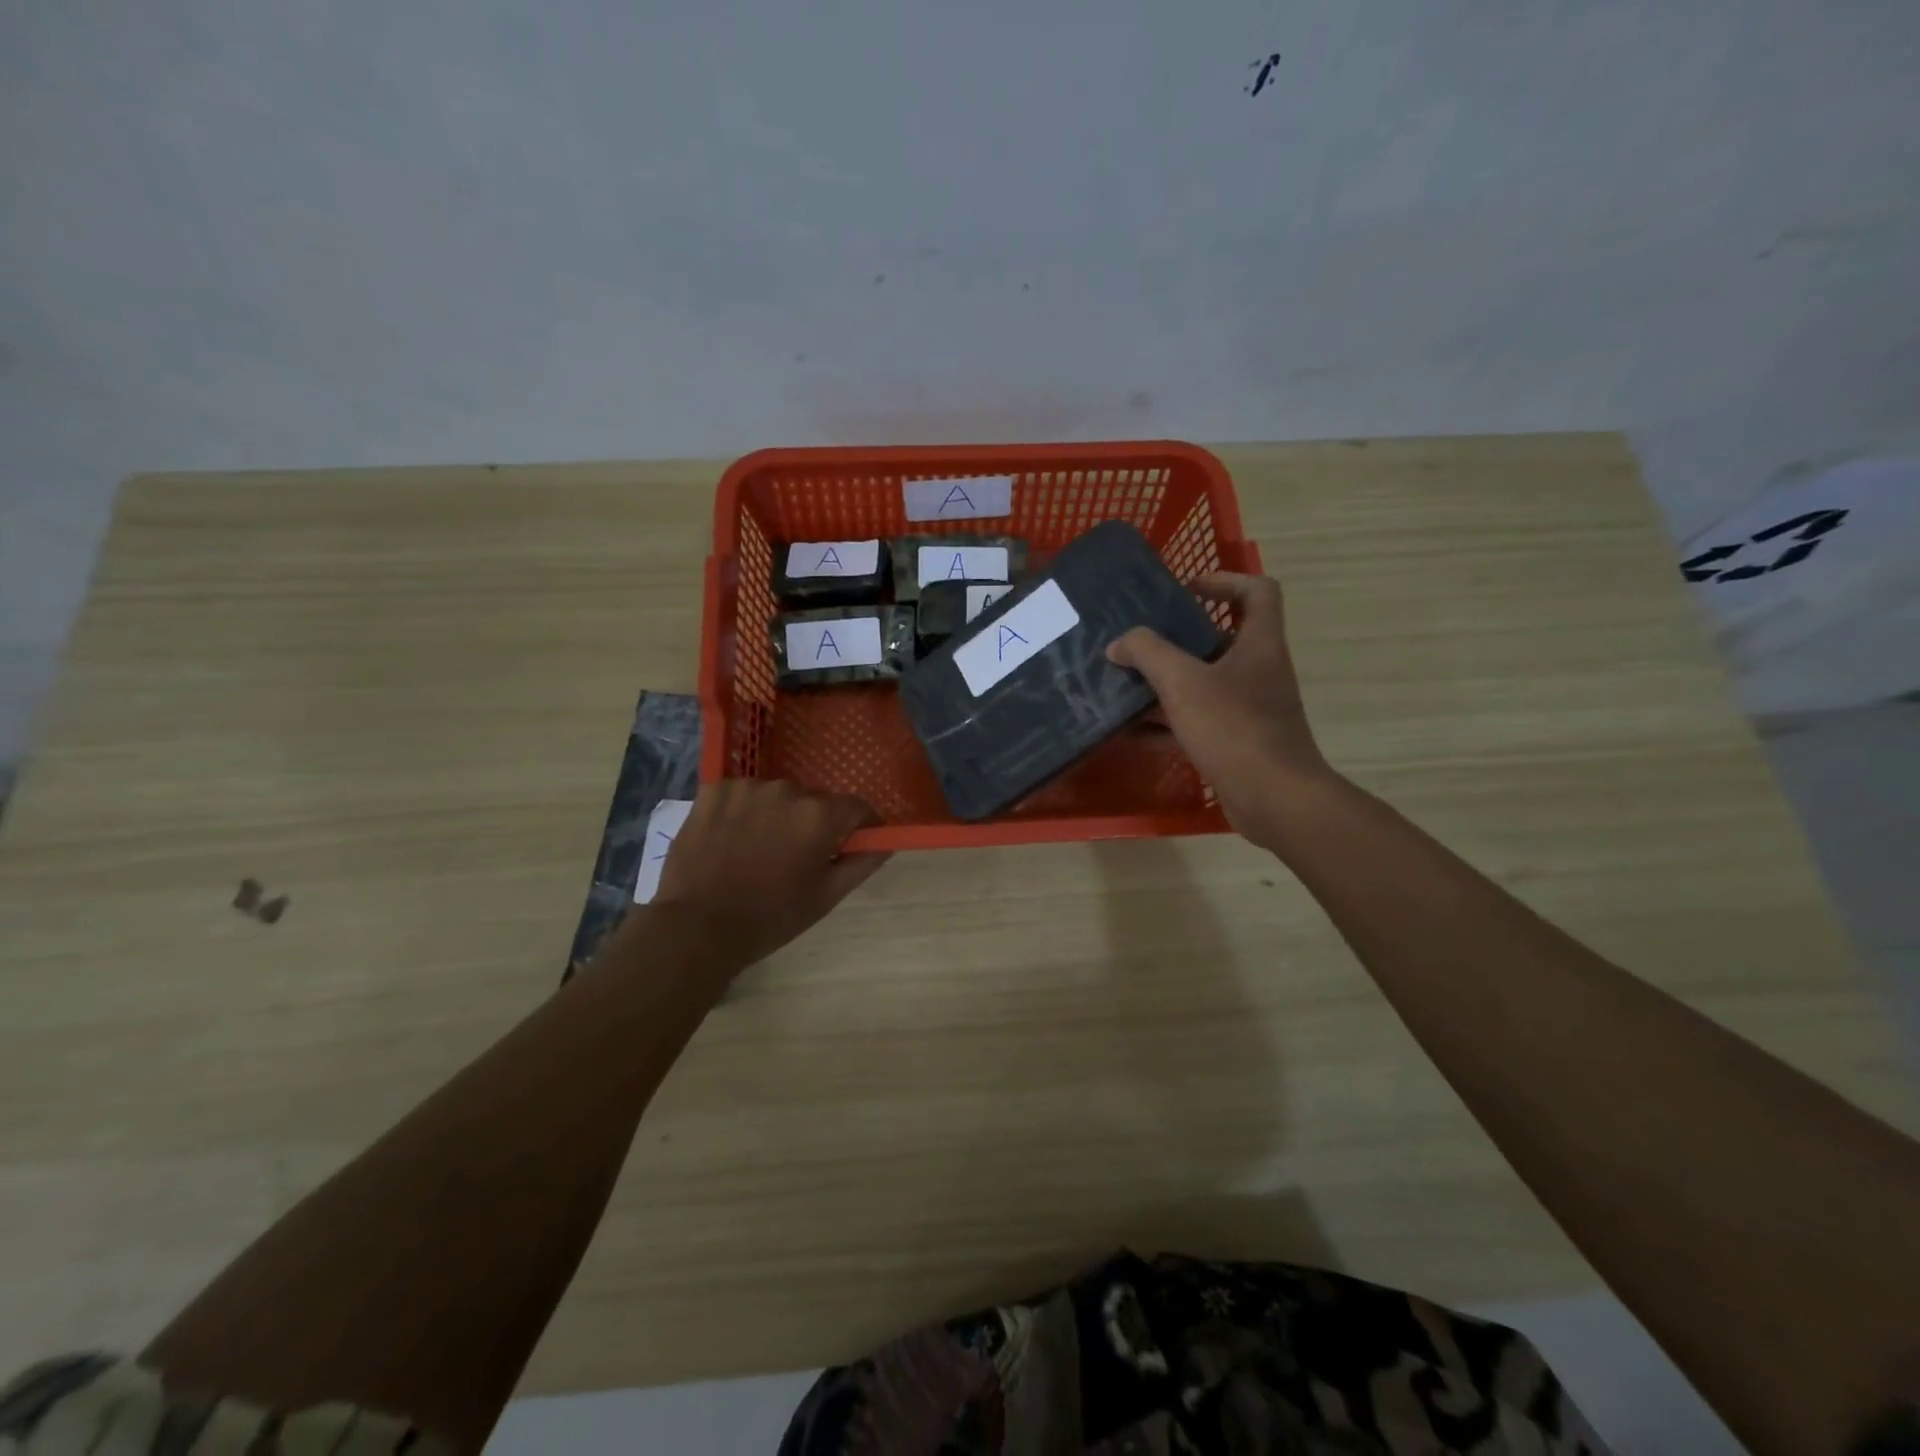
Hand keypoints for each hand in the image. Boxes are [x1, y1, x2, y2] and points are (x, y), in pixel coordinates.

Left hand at [653, 779, 889, 970]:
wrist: (697, 926)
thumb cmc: (770, 917)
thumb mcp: (825, 897)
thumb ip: (861, 863)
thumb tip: (885, 842)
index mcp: (819, 816)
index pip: (856, 807)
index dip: (859, 826)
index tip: (852, 844)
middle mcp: (787, 790)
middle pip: (814, 802)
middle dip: (812, 823)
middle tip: (796, 857)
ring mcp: (747, 787)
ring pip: (777, 797)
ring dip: (776, 816)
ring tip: (758, 850)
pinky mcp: (714, 789)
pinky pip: (742, 795)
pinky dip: (743, 811)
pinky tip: (731, 839)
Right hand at [1108, 572, 1330, 847]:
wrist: (1274, 799)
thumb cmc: (1233, 728)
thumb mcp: (1182, 682)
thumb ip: (1147, 653)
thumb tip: (1119, 643)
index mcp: (1259, 644)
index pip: (1258, 591)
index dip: (1224, 580)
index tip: (1185, 591)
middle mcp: (1259, 670)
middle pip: (1222, 638)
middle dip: (1178, 638)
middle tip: (1140, 641)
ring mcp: (1250, 708)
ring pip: (1205, 682)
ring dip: (1167, 682)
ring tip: (1125, 684)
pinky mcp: (1237, 741)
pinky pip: (1198, 720)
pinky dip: (1168, 722)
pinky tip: (1132, 732)